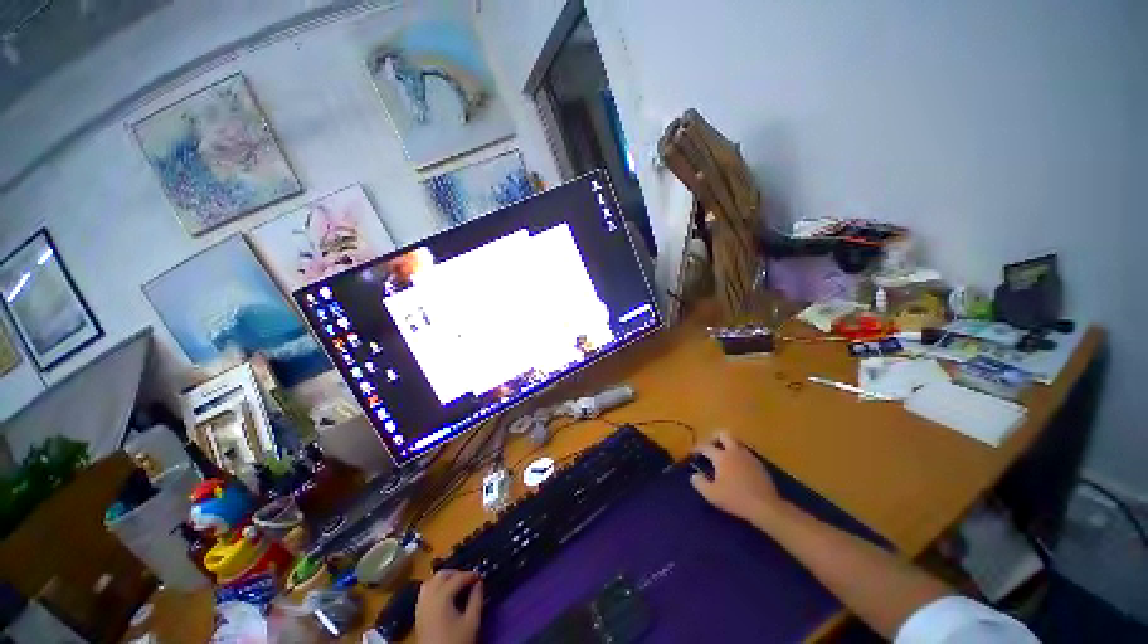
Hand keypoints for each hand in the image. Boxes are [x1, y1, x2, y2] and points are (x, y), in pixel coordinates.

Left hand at [415, 569, 483, 643]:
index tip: (481, 577)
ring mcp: (421, 606)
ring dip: (444, 579)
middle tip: (469, 579)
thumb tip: (479, 583)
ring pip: (431, 582)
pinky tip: (444, 596)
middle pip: (441, 575)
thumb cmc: (457, 642)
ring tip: (457, 585)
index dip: (471, 575)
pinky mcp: (418, 615)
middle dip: (456, 573)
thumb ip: (477, 599)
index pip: (457, 578)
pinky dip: (435, 588)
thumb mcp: (472, 622)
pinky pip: (425, 593)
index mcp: (441, 598)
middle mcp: (428, 598)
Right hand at [690, 431, 784, 525]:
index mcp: (722, 457)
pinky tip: (739, 468)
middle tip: (711, 446)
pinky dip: (739, 457)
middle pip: (724, 434)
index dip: (697, 448)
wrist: (766, 506)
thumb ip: (700, 483)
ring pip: (737, 443)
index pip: (706, 446)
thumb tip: (694, 475)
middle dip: (715, 437)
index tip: (692, 452)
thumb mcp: (712, 494)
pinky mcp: (760, 465)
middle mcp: (735, 452)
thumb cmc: (736, 499)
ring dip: (729, 446)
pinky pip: (746, 454)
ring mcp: (749, 457)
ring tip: (725, 458)